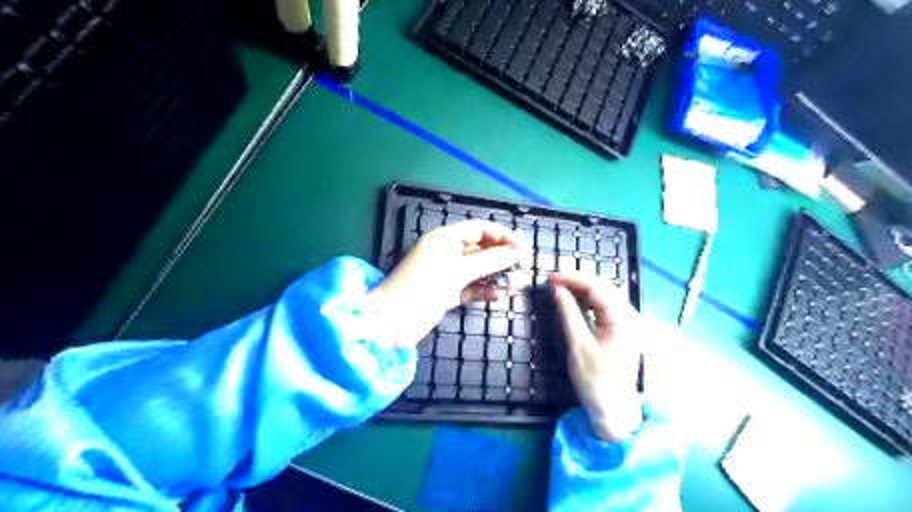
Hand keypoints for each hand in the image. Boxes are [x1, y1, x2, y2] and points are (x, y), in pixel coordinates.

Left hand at [368, 220, 527, 347]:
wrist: (392, 322)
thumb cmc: (422, 288)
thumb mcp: (458, 272)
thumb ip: (489, 261)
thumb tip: (516, 251)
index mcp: (445, 239)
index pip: (479, 229)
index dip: (502, 235)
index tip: (523, 247)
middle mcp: (448, 253)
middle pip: (482, 250)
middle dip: (503, 258)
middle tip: (526, 267)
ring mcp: (448, 274)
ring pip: (479, 271)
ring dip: (498, 276)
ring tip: (520, 284)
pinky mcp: (448, 292)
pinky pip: (472, 288)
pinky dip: (485, 291)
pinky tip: (500, 297)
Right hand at [552, 271, 643, 444]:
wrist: (614, 410)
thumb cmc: (595, 380)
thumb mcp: (578, 344)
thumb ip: (568, 312)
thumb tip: (556, 288)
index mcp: (623, 319)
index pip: (597, 287)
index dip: (572, 278)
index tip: (550, 277)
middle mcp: (630, 316)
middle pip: (603, 287)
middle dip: (577, 280)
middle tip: (552, 279)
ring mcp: (628, 322)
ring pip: (604, 295)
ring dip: (582, 288)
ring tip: (559, 286)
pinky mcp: (622, 329)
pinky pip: (605, 307)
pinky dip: (588, 300)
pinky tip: (573, 299)